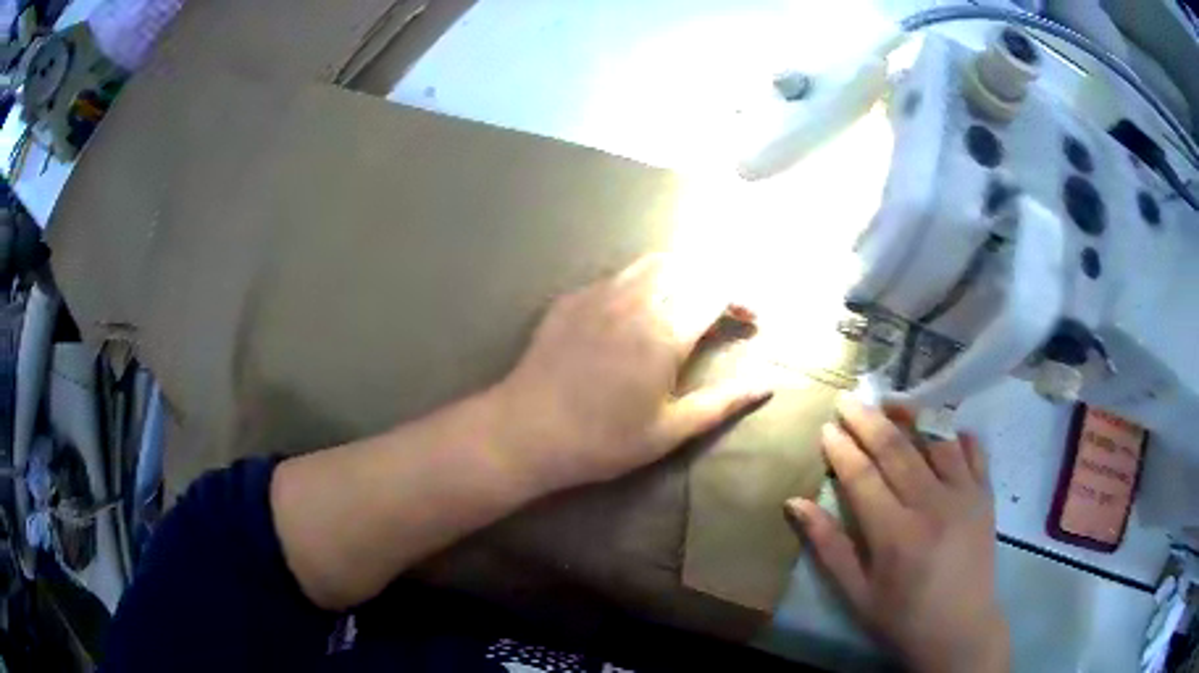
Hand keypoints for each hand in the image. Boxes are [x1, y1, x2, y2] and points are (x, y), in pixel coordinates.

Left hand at [490, 254, 769, 491]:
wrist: (527, 430)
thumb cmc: (603, 439)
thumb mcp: (670, 430)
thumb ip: (722, 402)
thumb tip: (767, 383)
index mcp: (665, 331)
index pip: (716, 290)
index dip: (741, 298)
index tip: (751, 320)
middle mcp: (636, 299)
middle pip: (689, 266)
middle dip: (716, 282)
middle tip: (724, 312)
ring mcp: (600, 293)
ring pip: (653, 264)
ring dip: (682, 275)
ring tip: (688, 304)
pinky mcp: (573, 298)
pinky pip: (619, 276)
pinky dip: (644, 283)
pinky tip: (639, 312)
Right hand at [785, 397, 1008, 672]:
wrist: (960, 629)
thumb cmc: (902, 617)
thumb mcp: (857, 593)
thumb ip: (828, 546)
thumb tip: (794, 504)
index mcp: (895, 534)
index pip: (862, 476)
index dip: (842, 448)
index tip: (827, 427)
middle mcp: (932, 505)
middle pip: (897, 449)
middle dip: (868, 420)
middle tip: (848, 399)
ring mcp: (964, 496)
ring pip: (935, 440)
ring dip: (912, 417)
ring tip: (892, 404)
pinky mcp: (985, 495)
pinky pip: (974, 450)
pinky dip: (957, 433)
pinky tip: (943, 426)